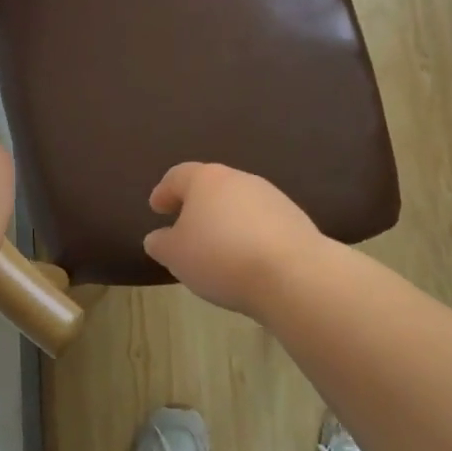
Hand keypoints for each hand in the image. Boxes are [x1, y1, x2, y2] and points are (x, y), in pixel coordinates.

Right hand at [143, 163, 319, 314]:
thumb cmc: (220, 257)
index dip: (164, 191)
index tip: (157, 208)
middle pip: (212, 186)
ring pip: (239, 203)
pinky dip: (248, 234)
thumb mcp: (176, 255)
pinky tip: (245, 258)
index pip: (178, 176)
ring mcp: (271, 196)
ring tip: (216, 248)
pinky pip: (261, 222)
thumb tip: (158, 237)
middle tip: (185, 228)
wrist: (292, 274)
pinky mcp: (294, 219)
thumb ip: (161, 243)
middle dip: (197, 205)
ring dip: (225, 220)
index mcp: (206, 179)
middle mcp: (240, 179)